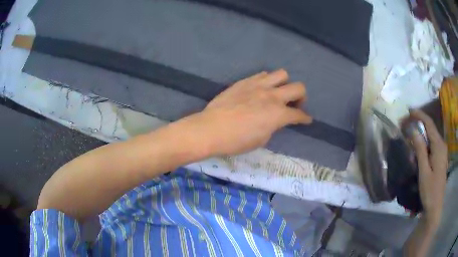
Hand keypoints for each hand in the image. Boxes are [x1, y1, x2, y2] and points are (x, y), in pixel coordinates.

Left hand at [182, 69, 311, 155]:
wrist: (211, 129)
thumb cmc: (236, 141)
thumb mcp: (261, 140)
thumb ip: (272, 126)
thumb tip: (274, 120)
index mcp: (278, 114)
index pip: (299, 115)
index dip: (305, 118)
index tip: (306, 120)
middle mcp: (272, 96)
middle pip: (298, 87)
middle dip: (301, 97)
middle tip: (295, 105)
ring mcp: (258, 85)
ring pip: (281, 74)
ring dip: (284, 84)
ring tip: (277, 93)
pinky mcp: (245, 81)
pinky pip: (262, 75)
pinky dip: (267, 81)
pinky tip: (260, 89)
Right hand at [409, 109, 447, 226]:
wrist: (435, 207)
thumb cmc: (430, 191)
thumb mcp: (424, 172)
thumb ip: (420, 150)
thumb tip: (413, 130)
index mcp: (439, 146)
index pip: (429, 124)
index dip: (419, 115)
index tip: (408, 111)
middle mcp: (442, 144)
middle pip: (430, 128)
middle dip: (419, 123)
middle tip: (406, 124)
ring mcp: (442, 151)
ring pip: (431, 136)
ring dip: (421, 132)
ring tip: (410, 134)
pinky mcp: (440, 157)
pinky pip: (432, 144)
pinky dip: (425, 141)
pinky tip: (418, 146)